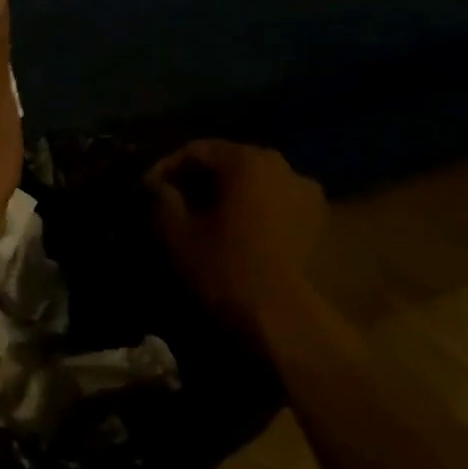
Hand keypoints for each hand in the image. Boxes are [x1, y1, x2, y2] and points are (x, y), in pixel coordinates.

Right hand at [146, 140, 326, 334]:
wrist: (285, 318)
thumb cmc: (225, 267)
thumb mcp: (178, 232)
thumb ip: (163, 199)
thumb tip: (157, 186)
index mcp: (247, 161)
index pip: (198, 150)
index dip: (166, 166)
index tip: (147, 189)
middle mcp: (283, 166)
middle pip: (230, 162)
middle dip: (198, 179)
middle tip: (172, 200)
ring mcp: (307, 194)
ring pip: (255, 183)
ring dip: (227, 194)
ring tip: (204, 218)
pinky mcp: (319, 222)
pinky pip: (275, 203)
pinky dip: (252, 210)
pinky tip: (235, 233)